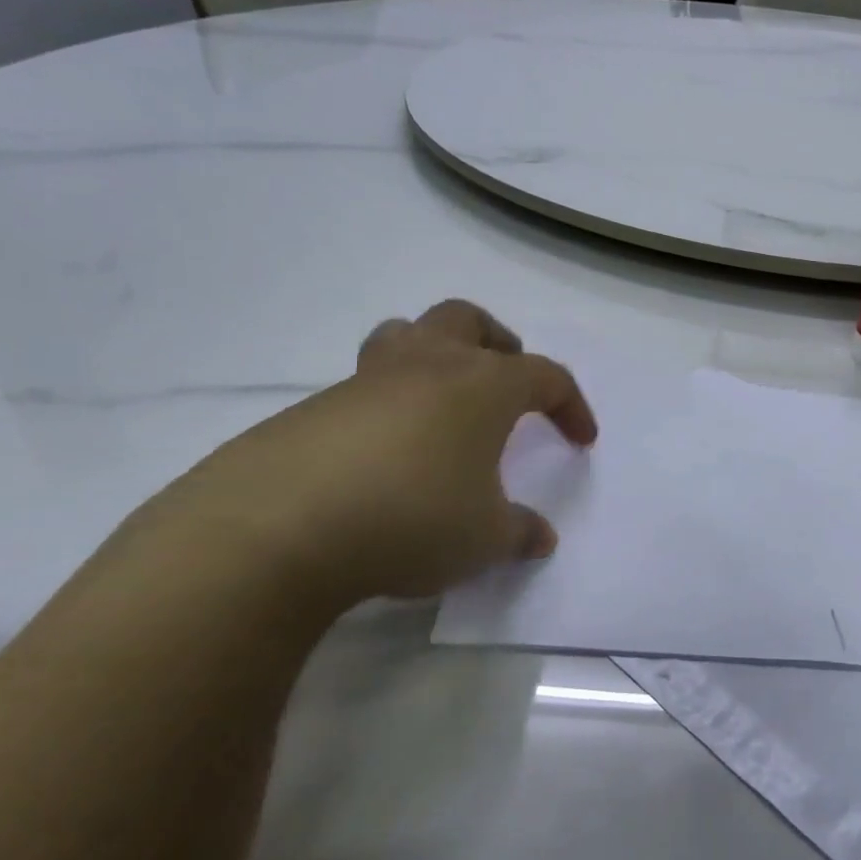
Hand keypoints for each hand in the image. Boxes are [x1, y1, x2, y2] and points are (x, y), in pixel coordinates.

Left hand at [158, 299, 596, 611]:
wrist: (279, 528)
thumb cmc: (413, 518)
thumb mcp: (483, 539)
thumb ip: (519, 533)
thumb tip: (539, 537)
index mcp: (482, 385)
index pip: (546, 377)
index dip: (572, 405)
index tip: (581, 440)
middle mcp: (427, 365)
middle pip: (467, 320)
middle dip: (498, 343)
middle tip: (508, 381)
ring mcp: (365, 381)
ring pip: (406, 335)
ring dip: (435, 353)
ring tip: (444, 401)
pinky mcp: (313, 408)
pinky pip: (364, 386)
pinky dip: (387, 404)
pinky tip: (384, 456)